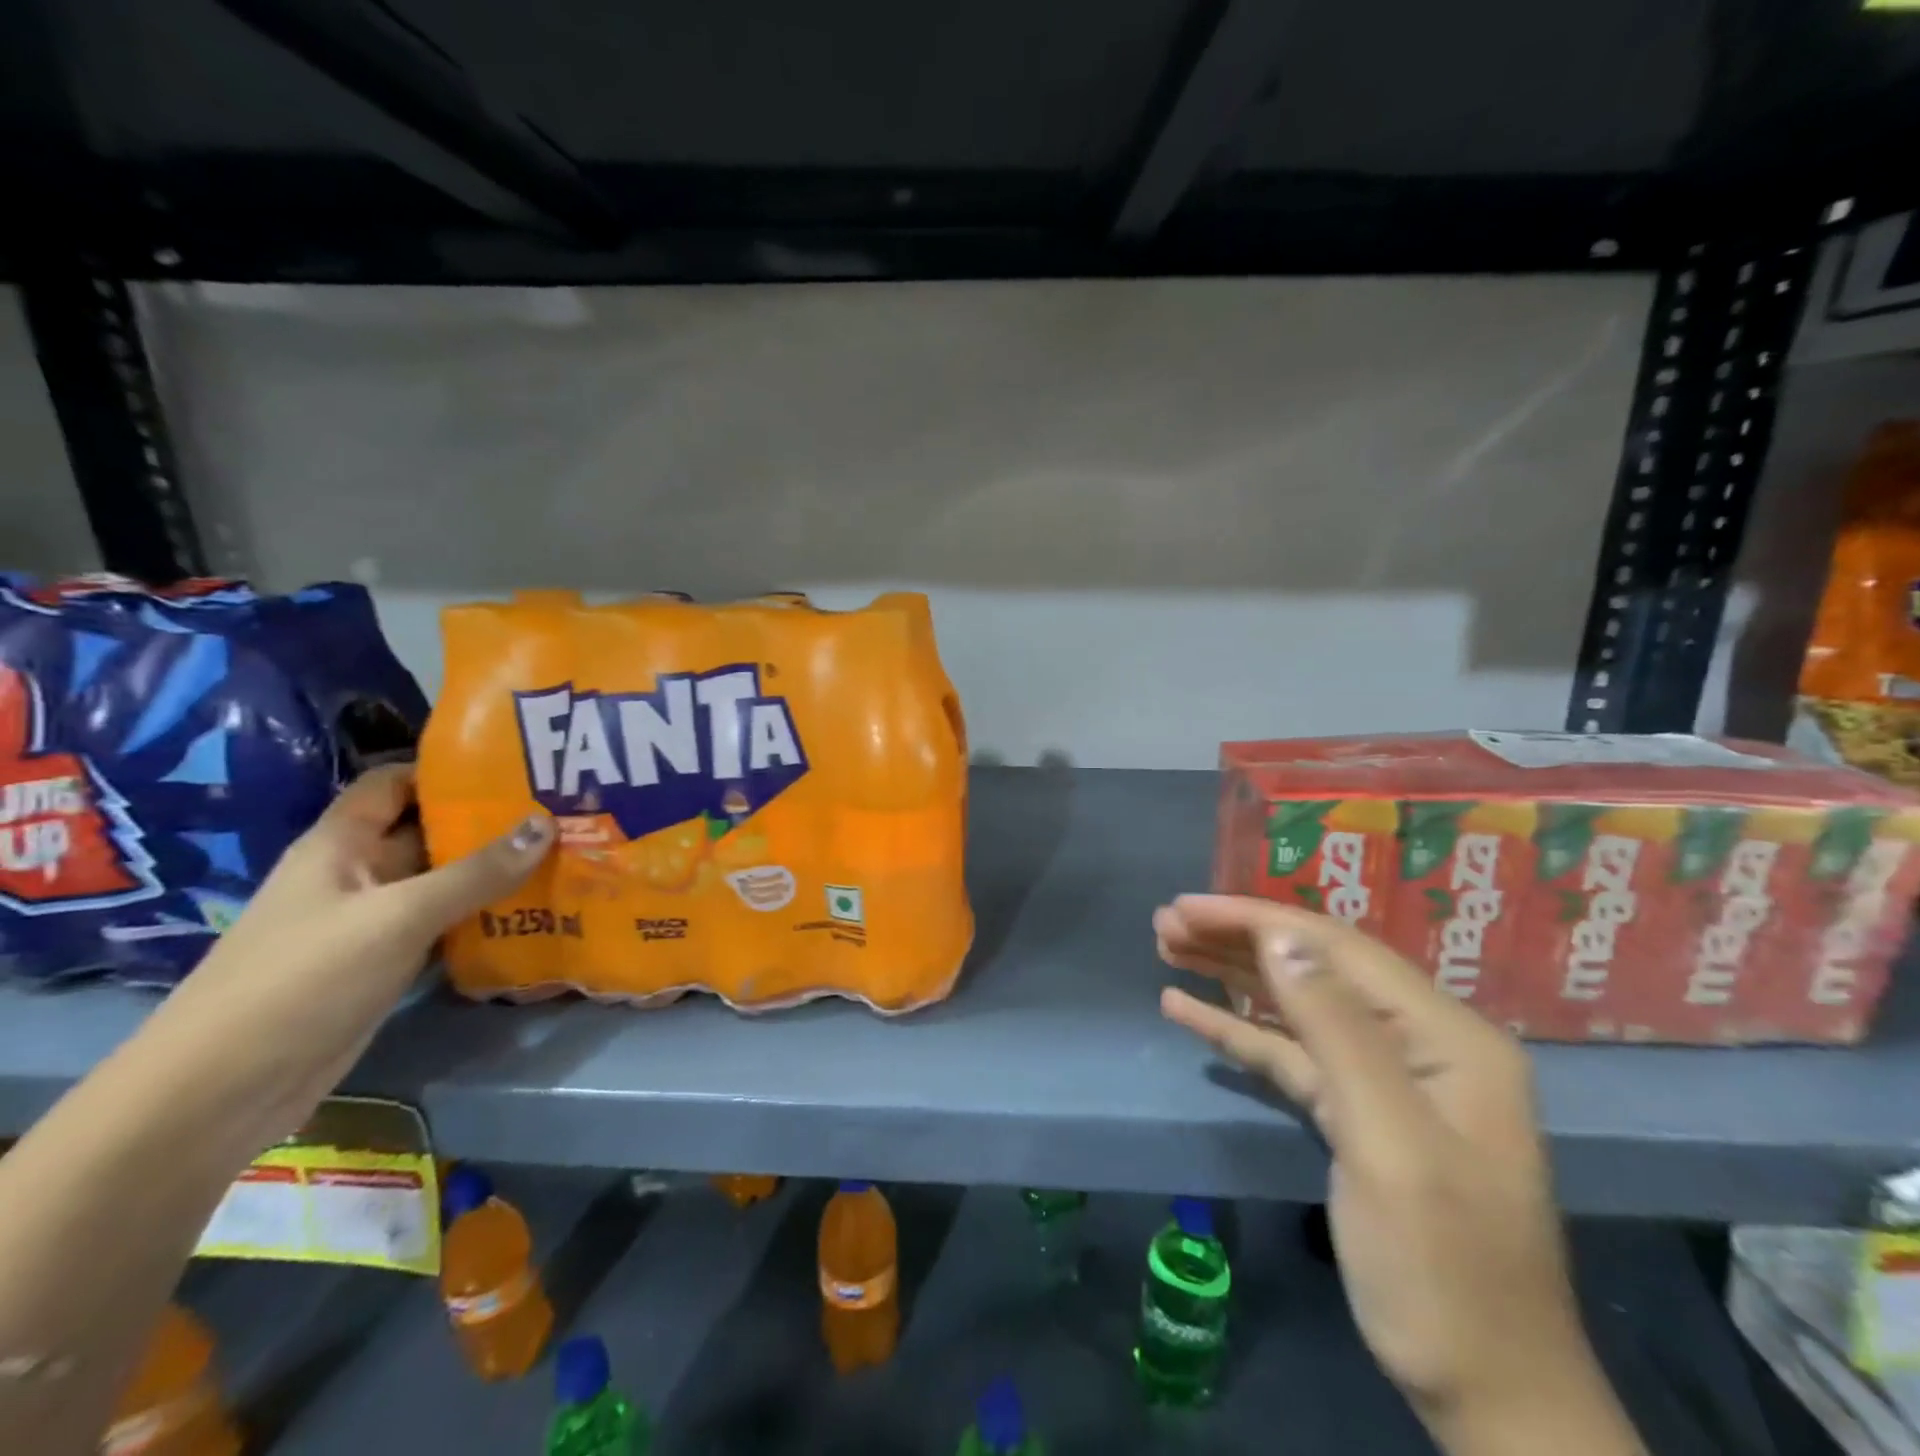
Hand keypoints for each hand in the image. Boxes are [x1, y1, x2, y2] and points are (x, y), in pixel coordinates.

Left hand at [141, 765, 552, 1152]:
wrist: (222, 1092)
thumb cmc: (303, 980)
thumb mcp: (397, 917)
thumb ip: (475, 873)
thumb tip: (546, 823)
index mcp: (342, 844)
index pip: (395, 783)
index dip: (448, 770)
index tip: (516, 766)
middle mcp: (358, 873)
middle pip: (429, 831)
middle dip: (489, 821)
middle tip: (561, 810)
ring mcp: (373, 921)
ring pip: (443, 880)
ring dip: (495, 870)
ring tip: (564, 852)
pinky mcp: (387, 962)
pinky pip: (445, 924)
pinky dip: (485, 915)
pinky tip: (536, 910)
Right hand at [1156, 896, 1639, 1452]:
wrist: (1488, 1394)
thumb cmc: (1443, 1268)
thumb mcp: (1389, 1144)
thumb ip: (1336, 1030)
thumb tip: (1279, 936)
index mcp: (1446, 1035)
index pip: (1337, 949)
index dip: (1257, 919)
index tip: (1186, 906)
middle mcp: (1419, 1042)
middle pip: (1314, 968)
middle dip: (1237, 939)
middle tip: (1165, 924)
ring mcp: (1386, 1078)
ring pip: (1296, 1005)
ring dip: (1231, 975)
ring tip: (1168, 949)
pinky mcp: (1355, 1112)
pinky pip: (1289, 1053)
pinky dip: (1238, 1029)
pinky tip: (1186, 1010)